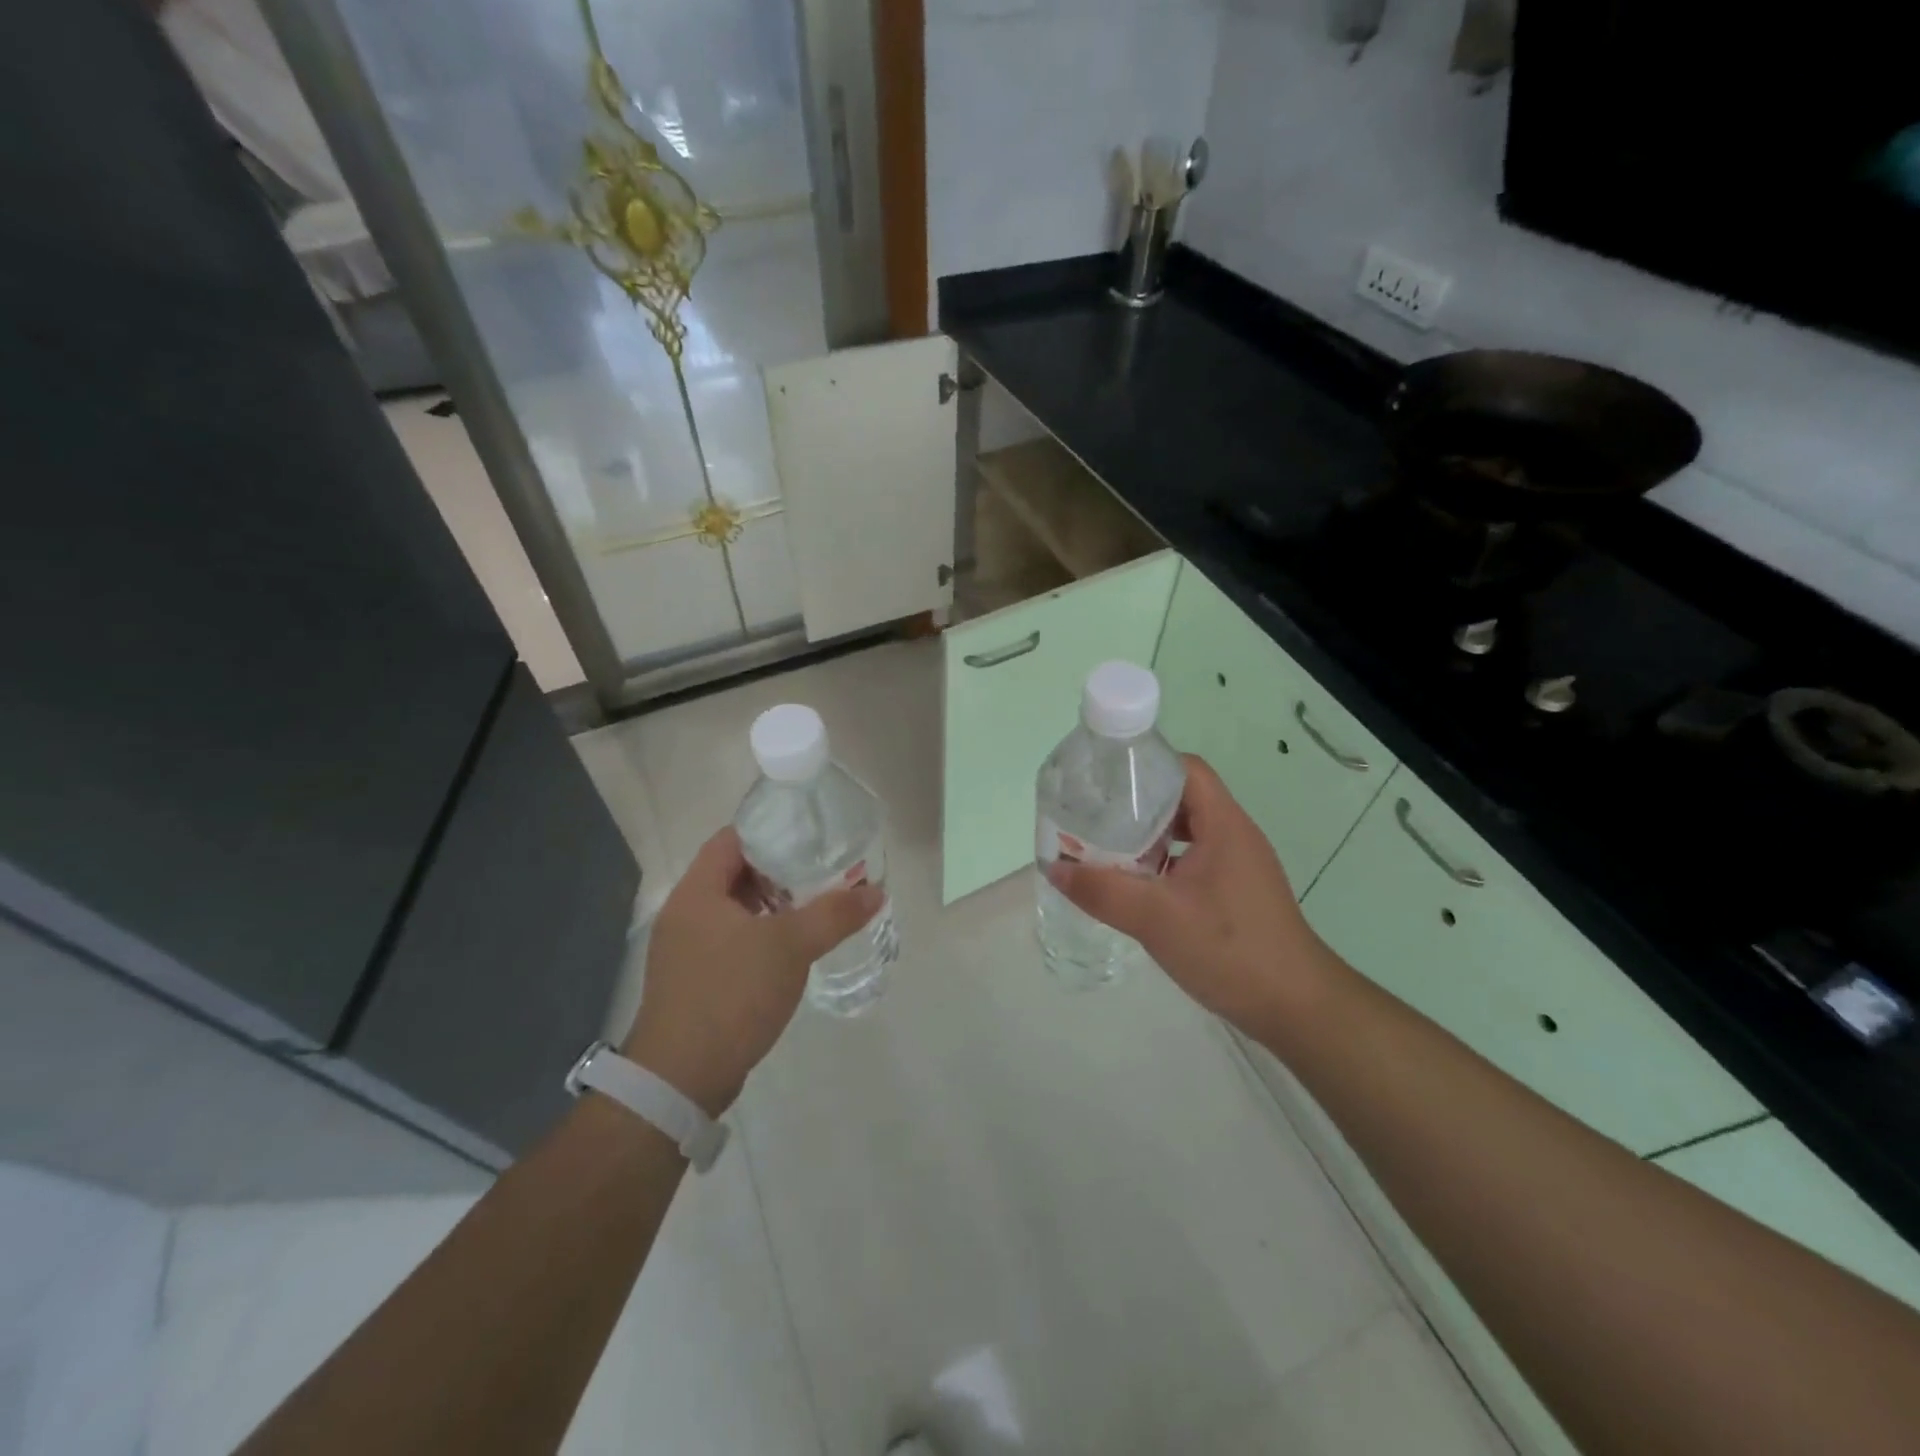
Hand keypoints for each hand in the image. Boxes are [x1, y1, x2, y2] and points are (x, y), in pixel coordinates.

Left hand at [621, 827, 881, 1116]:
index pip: (731, 839)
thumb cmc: (731, 995)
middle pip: (732, 873)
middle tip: (819, 869)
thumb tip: (876, 892)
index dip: (769, 831)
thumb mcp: (790, 947)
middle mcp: (684, 913)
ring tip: (811, 905)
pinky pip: (729, 940)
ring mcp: (684, 949)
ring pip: (732, 910)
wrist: (680, 1078)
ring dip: (769, 904)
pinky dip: (759, 934)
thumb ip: (834, 915)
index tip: (808, 834)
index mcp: (696, 892)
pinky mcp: (692, 980)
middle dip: (776, 869)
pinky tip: (789, 948)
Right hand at [1046, 755, 1333, 1035]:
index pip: (1185, 769)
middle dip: (1137, 802)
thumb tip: (1053, 867)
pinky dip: (1163, 864)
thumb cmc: (1230, 950)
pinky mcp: (1236, 893)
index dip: (1146, 765)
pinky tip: (1136, 886)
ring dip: (1149, 837)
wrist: (1297, 1009)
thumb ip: (1101, 890)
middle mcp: (1235, 836)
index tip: (1104, 778)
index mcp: (1224, 824)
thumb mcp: (1156, 917)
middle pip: (1183, 798)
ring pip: (1187, 833)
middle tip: (1095, 813)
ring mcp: (1238, 866)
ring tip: (1107, 847)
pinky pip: (1193, 861)